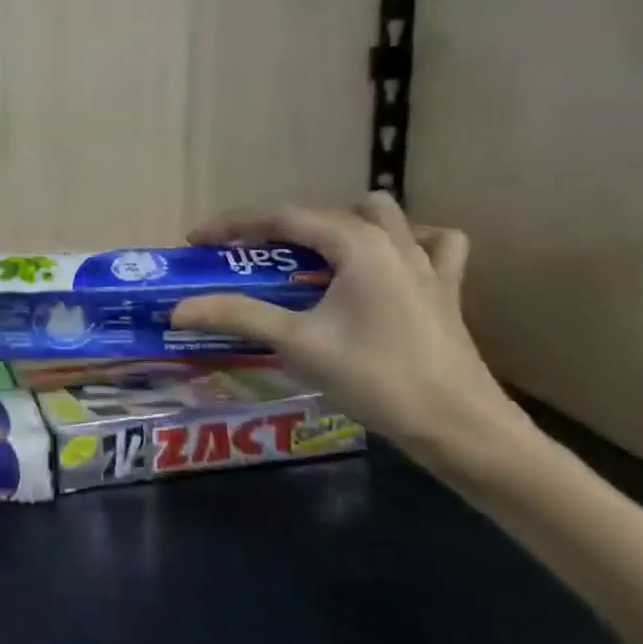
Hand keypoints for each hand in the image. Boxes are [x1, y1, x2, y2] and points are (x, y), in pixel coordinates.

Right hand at [172, 192, 531, 464]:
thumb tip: (180, 309)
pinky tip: (390, 264)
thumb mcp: (298, 344)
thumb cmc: (378, 379)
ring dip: (342, 226)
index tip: (197, 240)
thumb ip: (238, 316)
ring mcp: (426, 262)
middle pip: (322, 214)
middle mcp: (392, 240)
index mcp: (355, 244)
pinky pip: (433, 245)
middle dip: (278, 229)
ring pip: (381, 216)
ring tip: (316, 258)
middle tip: (248, 260)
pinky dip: (408, 243)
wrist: (462, 429)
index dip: (233, 225)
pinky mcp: (446, 289)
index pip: (281, 217)